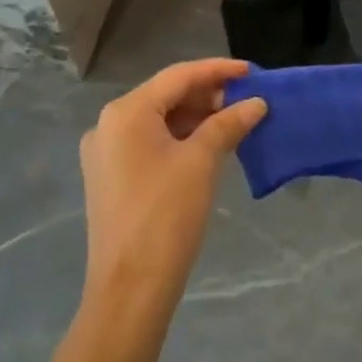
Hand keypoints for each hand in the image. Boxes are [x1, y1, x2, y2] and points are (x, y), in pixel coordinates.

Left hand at [80, 59, 265, 305]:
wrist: (129, 291)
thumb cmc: (166, 215)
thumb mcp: (202, 162)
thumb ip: (228, 124)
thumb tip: (256, 103)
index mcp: (126, 112)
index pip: (178, 76)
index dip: (218, 71)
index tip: (251, 71)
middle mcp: (109, 124)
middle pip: (166, 96)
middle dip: (208, 96)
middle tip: (247, 100)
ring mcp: (105, 153)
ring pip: (158, 120)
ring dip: (196, 118)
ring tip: (234, 121)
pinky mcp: (110, 178)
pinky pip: (149, 143)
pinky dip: (180, 139)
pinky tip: (208, 145)